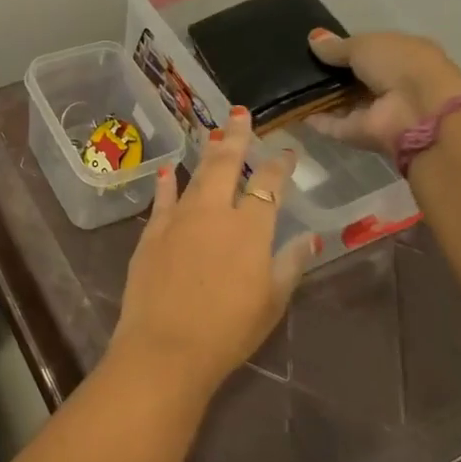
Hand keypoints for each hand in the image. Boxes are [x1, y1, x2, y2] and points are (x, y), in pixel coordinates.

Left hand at [107, 107, 318, 400]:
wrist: (166, 346)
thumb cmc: (228, 330)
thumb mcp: (271, 301)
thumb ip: (289, 264)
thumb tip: (309, 238)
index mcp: (250, 228)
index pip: (270, 185)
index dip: (280, 165)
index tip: (288, 151)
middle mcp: (214, 212)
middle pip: (227, 164)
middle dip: (236, 137)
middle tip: (241, 115)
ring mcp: (178, 219)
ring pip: (196, 176)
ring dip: (206, 152)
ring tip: (213, 133)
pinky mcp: (151, 232)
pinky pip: (162, 199)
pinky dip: (167, 183)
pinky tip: (169, 169)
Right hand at [304, 30, 460, 155]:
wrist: (419, 113)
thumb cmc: (401, 65)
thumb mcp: (366, 44)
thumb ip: (338, 46)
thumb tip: (313, 38)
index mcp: (402, 56)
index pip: (369, 51)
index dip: (344, 48)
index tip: (314, 46)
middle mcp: (390, 84)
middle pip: (353, 78)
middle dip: (328, 72)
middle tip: (294, 64)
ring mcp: (375, 111)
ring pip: (341, 102)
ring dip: (318, 95)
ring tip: (286, 84)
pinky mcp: (359, 133)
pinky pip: (331, 124)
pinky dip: (314, 119)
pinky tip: (290, 108)